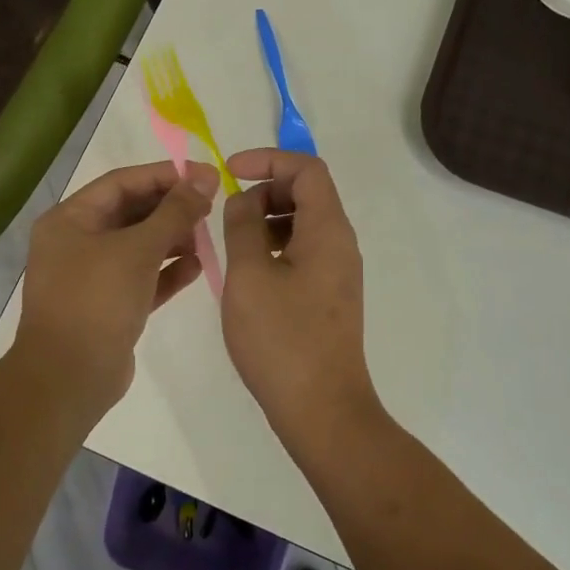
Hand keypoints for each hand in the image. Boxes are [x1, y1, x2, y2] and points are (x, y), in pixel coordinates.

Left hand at [14, 159, 218, 410]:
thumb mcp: (138, 249)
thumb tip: (205, 177)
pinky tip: (197, 267)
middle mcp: (77, 242)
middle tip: (211, 206)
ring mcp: (91, 276)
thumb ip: (175, 211)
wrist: (69, 378)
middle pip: (131, 213)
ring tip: (207, 237)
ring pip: (138, 246)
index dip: (166, 176)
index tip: (207, 175)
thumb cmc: (97, 301)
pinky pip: (141, 277)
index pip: (123, 182)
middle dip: (171, 208)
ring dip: (172, 239)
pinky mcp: (108, 306)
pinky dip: (166, 270)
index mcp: (70, 219)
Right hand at [220, 149, 383, 453]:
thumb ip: (242, 225)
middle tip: (228, 215)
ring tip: (232, 245)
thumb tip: (244, 200)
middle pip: (307, 192)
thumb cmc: (281, 338)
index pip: (307, 168)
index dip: (268, 159)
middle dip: (265, 190)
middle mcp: (341, 243)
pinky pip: (304, 251)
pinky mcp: (330, 295)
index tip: (230, 172)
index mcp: (327, 229)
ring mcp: (338, 271)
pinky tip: (249, 273)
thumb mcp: (249, 275)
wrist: (322, 409)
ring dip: (268, 220)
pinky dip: (275, 246)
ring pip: (304, 224)